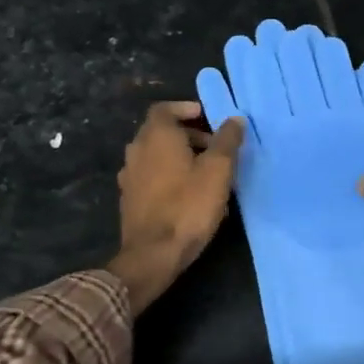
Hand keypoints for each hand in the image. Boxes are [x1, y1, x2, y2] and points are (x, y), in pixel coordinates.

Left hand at [107, 101, 244, 312]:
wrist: (153, 254)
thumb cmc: (188, 206)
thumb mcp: (218, 171)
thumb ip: (227, 141)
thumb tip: (234, 119)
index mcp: (156, 136)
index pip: (165, 109)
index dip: (186, 109)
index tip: (207, 117)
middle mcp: (137, 150)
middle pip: (160, 132)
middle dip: (188, 135)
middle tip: (214, 148)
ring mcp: (129, 176)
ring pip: (156, 156)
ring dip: (178, 157)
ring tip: (205, 173)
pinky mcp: (129, 200)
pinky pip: (151, 177)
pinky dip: (168, 176)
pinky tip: (188, 196)